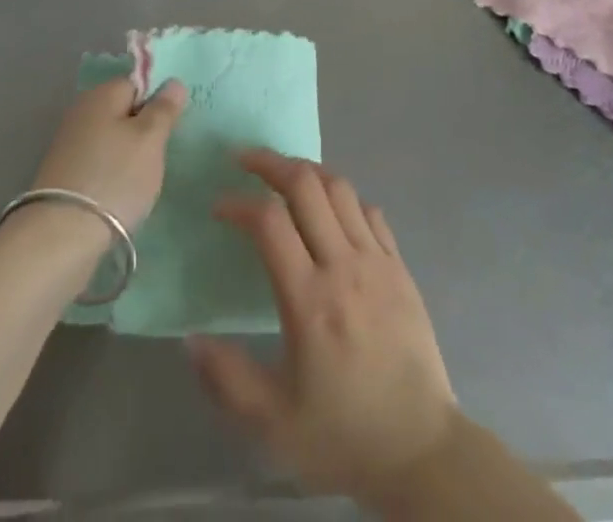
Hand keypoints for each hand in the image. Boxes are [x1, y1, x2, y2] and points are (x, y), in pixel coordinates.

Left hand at [31, 76, 186, 230]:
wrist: (61, 237)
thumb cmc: (115, 177)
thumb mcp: (150, 139)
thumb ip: (164, 108)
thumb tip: (173, 82)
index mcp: (101, 94)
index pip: (138, 84)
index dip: (157, 103)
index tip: (170, 129)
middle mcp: (81, 112)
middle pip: (123, 112)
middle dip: (143, 131)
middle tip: (159, 156)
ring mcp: (68, 145)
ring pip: (112, 140)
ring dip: (129, 155)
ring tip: (142, 181)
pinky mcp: (63, 175)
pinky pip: (99, 163)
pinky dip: (112, 175)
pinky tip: (121, 195)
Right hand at [188, 152, 458, 506]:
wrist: (422, 451)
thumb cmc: (344, 435)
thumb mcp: (274, 422)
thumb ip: (227, 378)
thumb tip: (190, 338)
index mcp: (310, 301)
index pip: (270, 222)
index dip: (239, 203)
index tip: (219, 207)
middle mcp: (344, 266)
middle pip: (307, 186)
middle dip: (271, 163)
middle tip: (245, 160)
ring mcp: (378, 261)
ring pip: (341, 189)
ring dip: (308, 172)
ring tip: (284, 175)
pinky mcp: (401, 267)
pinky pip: (370, 211)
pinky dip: (344, 197)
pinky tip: (330, 209)